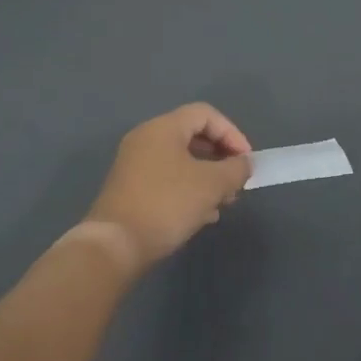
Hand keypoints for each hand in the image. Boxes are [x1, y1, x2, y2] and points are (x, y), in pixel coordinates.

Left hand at [86, 103, 252, 270]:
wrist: (115, 246)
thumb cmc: (167, 204)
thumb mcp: (211, 185)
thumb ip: (235, 169)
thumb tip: (244, 164)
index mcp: (163, 128)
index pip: (205, 114)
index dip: (232, 133)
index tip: (246, 161)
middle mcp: (146, 139)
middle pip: (193, 136)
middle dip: (220, 158)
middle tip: (236, 182)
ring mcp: (134, 164)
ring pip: (181, 161)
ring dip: (207, 177)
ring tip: (223, 202)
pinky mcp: (130, 189)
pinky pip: (167, 179)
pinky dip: (188, 189)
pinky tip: (202, 215)